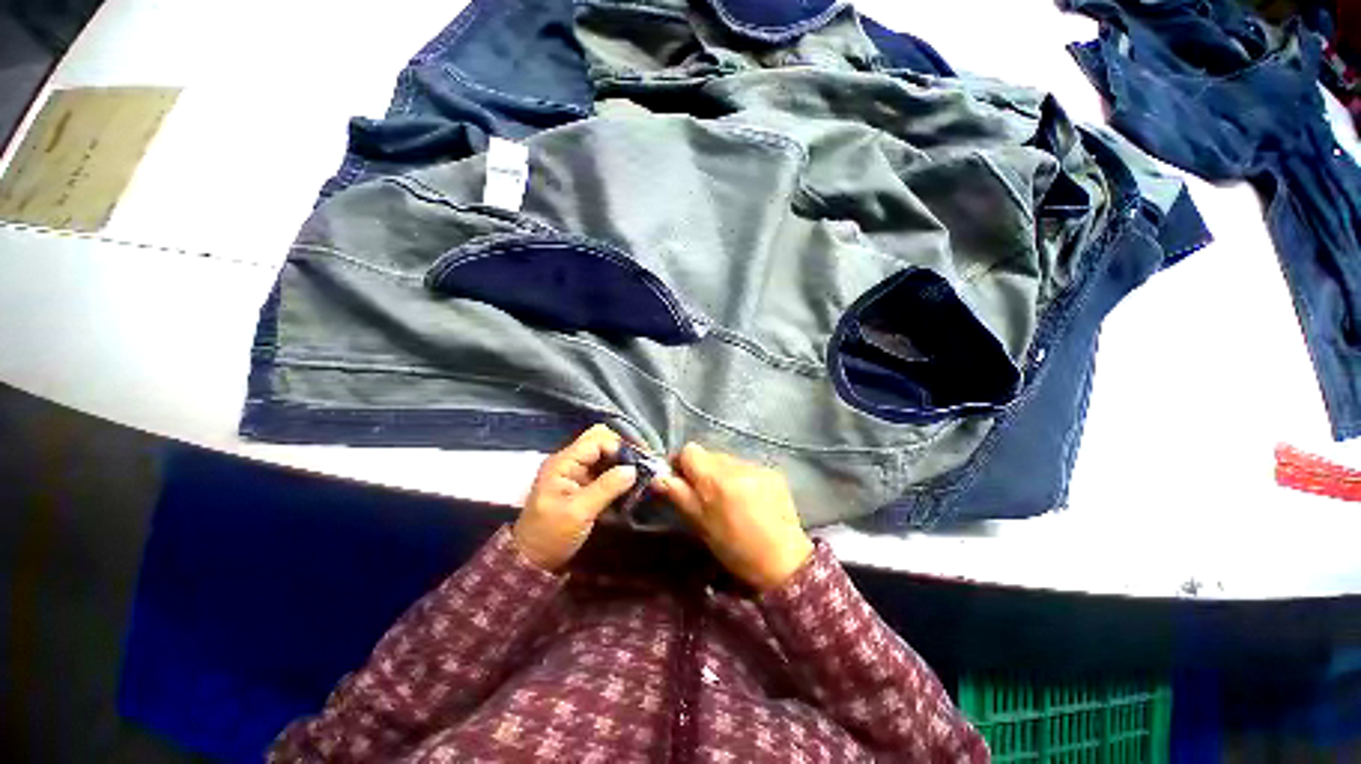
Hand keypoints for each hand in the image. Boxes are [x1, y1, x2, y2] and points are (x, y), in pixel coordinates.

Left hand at [514, 424, 637, 571]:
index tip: (640, 461)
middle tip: (644, 465)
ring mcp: (576, 473)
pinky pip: (604, 471)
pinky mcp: (583, 485)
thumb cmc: (551, 536)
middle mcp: (570, 462)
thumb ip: (606, 487)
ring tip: (643, 475)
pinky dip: (619, 475)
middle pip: (602, 442)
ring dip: (623, 463)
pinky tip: (632, 485)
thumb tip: (633, 469)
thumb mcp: (579, 512)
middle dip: (624, 451)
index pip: (597, 439)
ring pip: (605, 455)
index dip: (619, 446)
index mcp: (564, 462)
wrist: (532, 562)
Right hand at [656, 443, 813, 592]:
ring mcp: (757, 467)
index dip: (682, 463)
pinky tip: (749, 500)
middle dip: (703, 470)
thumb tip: (658, 477)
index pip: (690, 450)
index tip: (681, 480)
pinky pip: (748, 467)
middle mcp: (736, 466)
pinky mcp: (772, 472)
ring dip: (723, 474)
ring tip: (731, 499)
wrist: (784, 562)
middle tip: (707, 495)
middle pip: (709, 454)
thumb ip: (679, 495)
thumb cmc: (735, 549)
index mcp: (715, 479)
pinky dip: (742, 478)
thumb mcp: (701, 525)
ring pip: (728, 460)